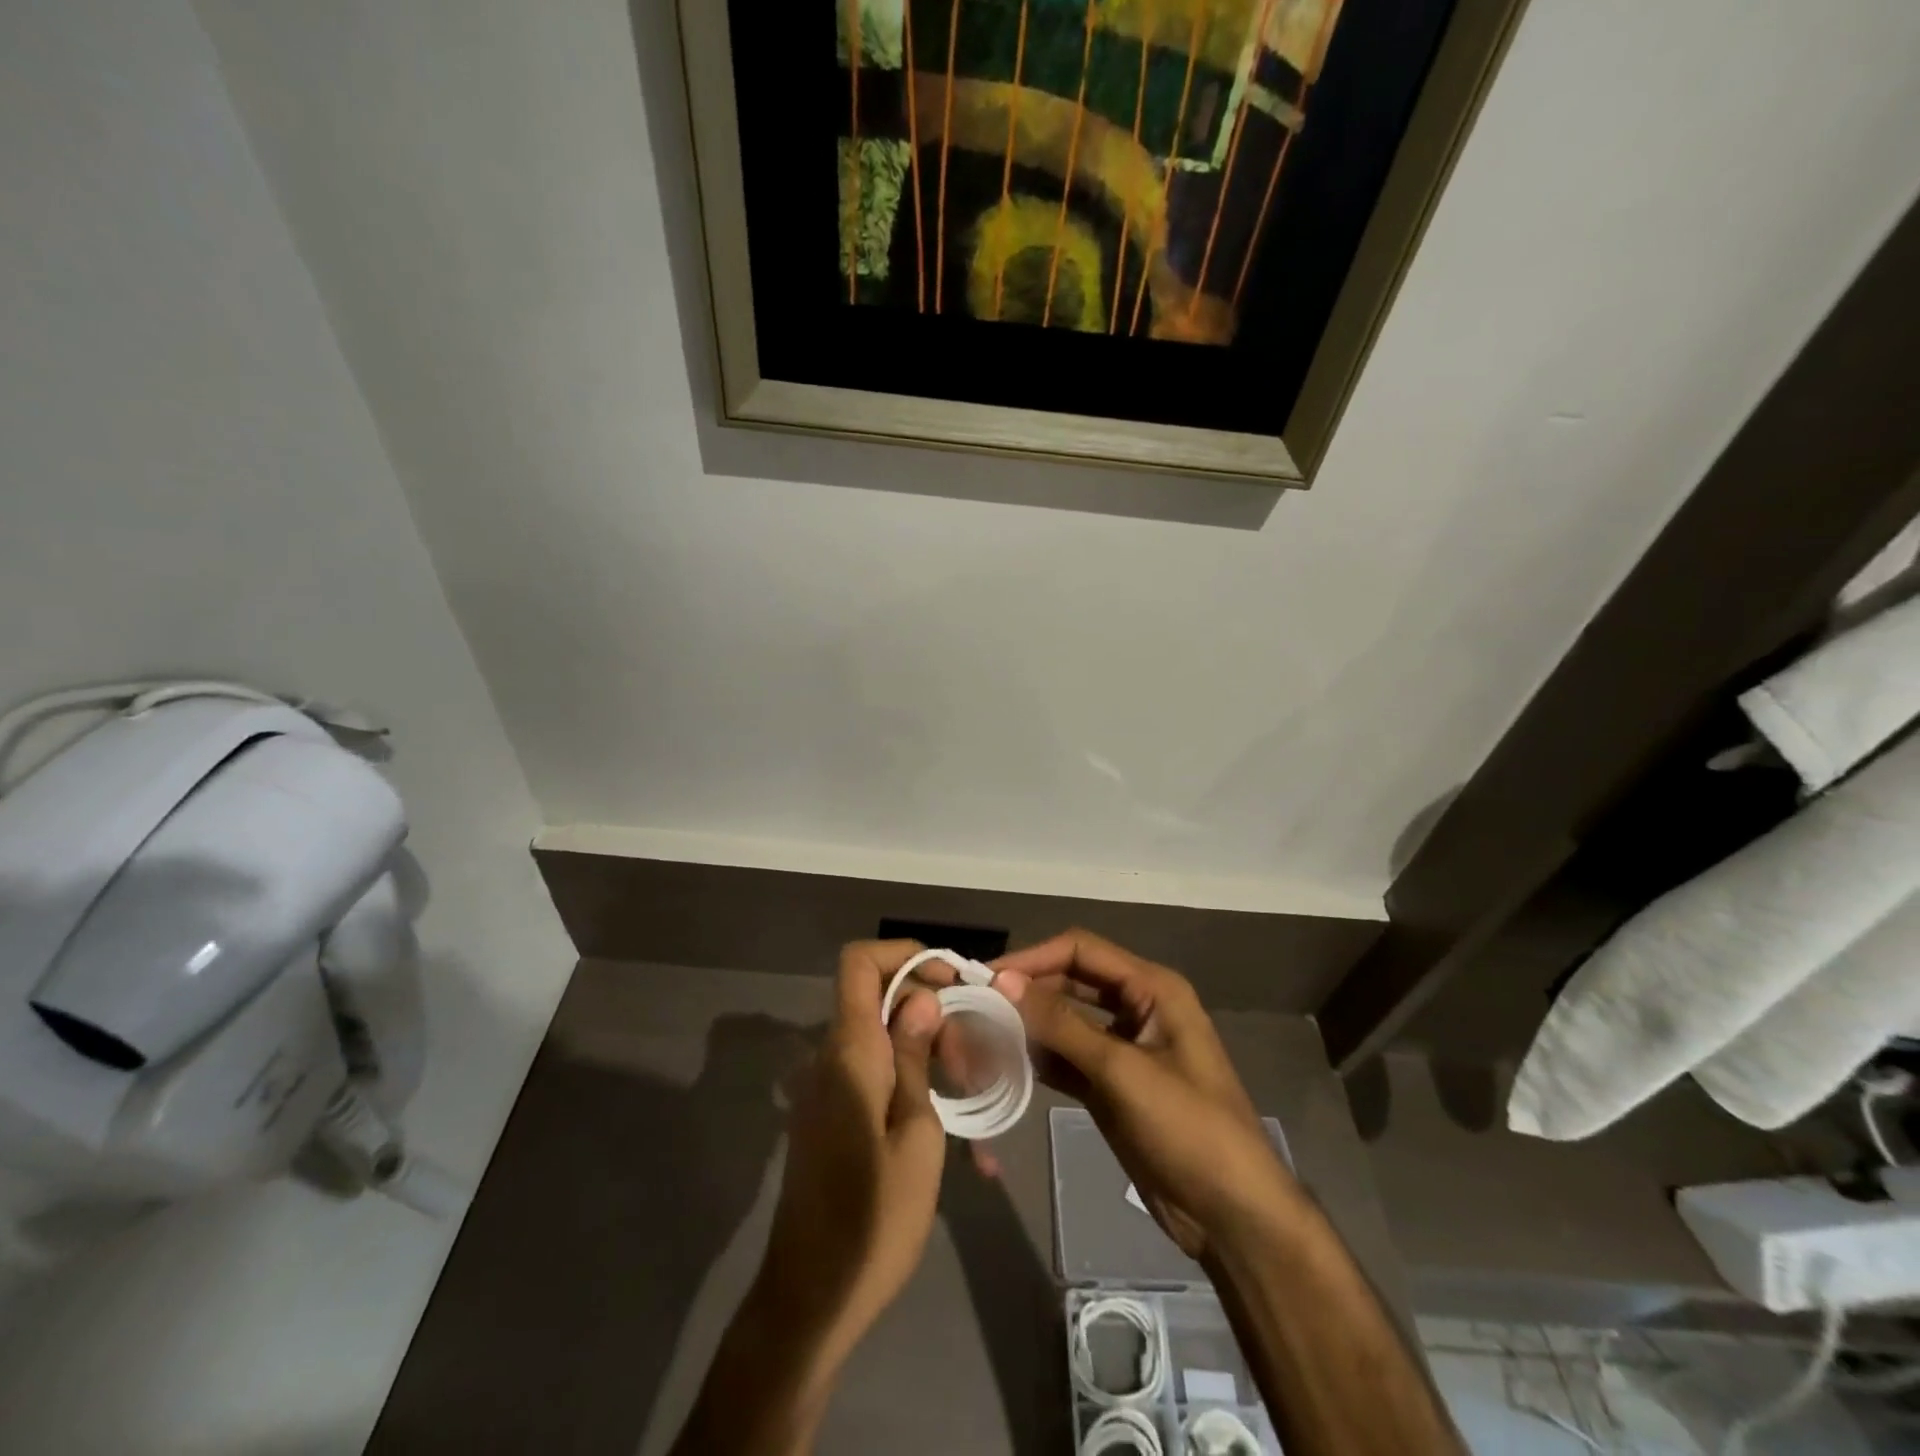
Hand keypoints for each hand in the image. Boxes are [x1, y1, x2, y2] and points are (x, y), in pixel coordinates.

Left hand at [754, 940, 946, 1369]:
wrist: (810, 1300)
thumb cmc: (874, 1219)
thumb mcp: (916, 1134)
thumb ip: (913, 1057)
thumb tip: (920, 999)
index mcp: (849, 1052)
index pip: (859, 962)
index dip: (906, 955)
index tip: (952, 983)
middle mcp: (830, 1058)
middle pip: (879, 999)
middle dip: (932, 1013)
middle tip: (975, 1061)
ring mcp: (827, 1088)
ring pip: (882, 1038)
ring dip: (927, 1052)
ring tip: (973, 1095)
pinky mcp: (830, 1117)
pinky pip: (872, 1074)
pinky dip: (910, 1081)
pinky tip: (950, 1127)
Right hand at [994, 929, 1297, 1261]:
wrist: (1232, 1215)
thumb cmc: (1188, 1129)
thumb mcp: (1122, 1071)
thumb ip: (1061, 1024)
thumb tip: (1003, 981)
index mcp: (1152, 988)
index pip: (1081, 950)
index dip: (1033, 958)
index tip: (988, 977)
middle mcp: (1135, 1007)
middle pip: (1069, 981)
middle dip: (1026, 991)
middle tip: (976, 1006)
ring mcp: (1122, 1047)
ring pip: (1064, 1020)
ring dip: (1027, 1025)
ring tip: (981, 1035)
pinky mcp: (1110, 1084)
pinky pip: (1066, 1057)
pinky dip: (1037, 1057)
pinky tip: (1003, 1064)